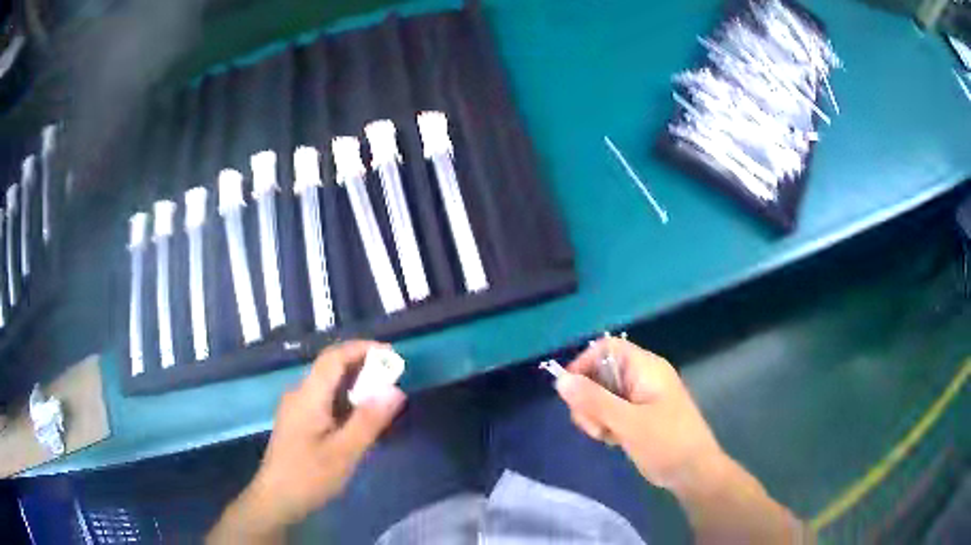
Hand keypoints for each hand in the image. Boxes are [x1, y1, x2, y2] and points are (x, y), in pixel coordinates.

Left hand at [209, 341, 405, 542]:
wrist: (276, 499)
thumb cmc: (308, 476)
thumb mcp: (344, 452)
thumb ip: (369, 420)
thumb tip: (395, 390)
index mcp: (308, 395)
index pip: (334, 356)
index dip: (362, 349)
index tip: (392, 354)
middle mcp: (300, 394)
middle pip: (332, 368)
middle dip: (363, 368)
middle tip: (394, 381)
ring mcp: (297, 408)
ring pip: (329, 386)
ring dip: (356, 387)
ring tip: (383, 401)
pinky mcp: (298, 422)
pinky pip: (325, 401)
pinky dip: (347, 402)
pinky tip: (360, 421)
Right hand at [555, 338, 725, 492]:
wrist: (693, 472)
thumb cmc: (667, 443)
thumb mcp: (628, 422)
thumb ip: (594, 400)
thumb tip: (561, 380)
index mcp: (645, 368)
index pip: (606, 349)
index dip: (584, 364)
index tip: (570, 392)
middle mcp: (642, 377)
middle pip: (600, 373)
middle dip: (588, 399)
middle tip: (594, 426)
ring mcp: (640, 397)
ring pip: (602, 396)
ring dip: (595, 416)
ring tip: (607, 436)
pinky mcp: (638, 415)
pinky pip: (611, 411)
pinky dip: (605, 424)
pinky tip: (613, 441)